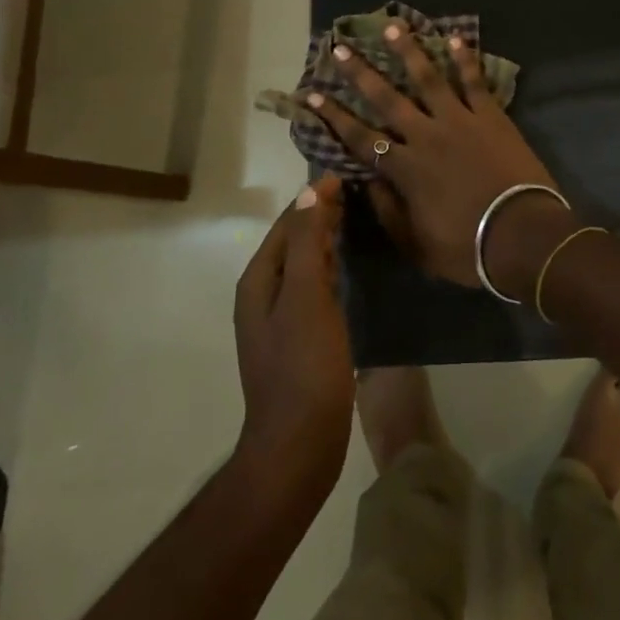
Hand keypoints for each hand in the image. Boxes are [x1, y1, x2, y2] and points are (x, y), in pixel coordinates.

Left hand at [232, 177, 352, 500]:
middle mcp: (265, 294)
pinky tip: (351, 265)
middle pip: (294, 241)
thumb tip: (311, 189)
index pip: (287, 222)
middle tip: (360, 191)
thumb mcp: (306, 296)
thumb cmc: (303, 366)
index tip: (346, 173)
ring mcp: (282, 319)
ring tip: (359, 218)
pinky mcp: (301, 339)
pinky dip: (331, 268)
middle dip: (321, 215)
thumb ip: (305, 241)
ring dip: (327, 240)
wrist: (299, 445)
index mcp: (259, 280)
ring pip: (305, 265)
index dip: (314, 197)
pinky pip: (315, 288)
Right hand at [306, 25, 578, 298]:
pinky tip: (454, 37)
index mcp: (405, 169)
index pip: (360, 137)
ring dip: (408, 51)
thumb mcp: (416, 245)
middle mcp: (425, 135)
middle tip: (340, 47)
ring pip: (428, 78)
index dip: (334, 116)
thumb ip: (388, 211)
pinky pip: (474, 82)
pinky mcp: (490, 115)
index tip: (312, 94)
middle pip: (387, 98)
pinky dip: (465, 59)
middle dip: (360, 73)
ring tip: (392, 25)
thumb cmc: (467, 248)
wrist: (522, 235)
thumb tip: (367, 181)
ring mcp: (459, 120)